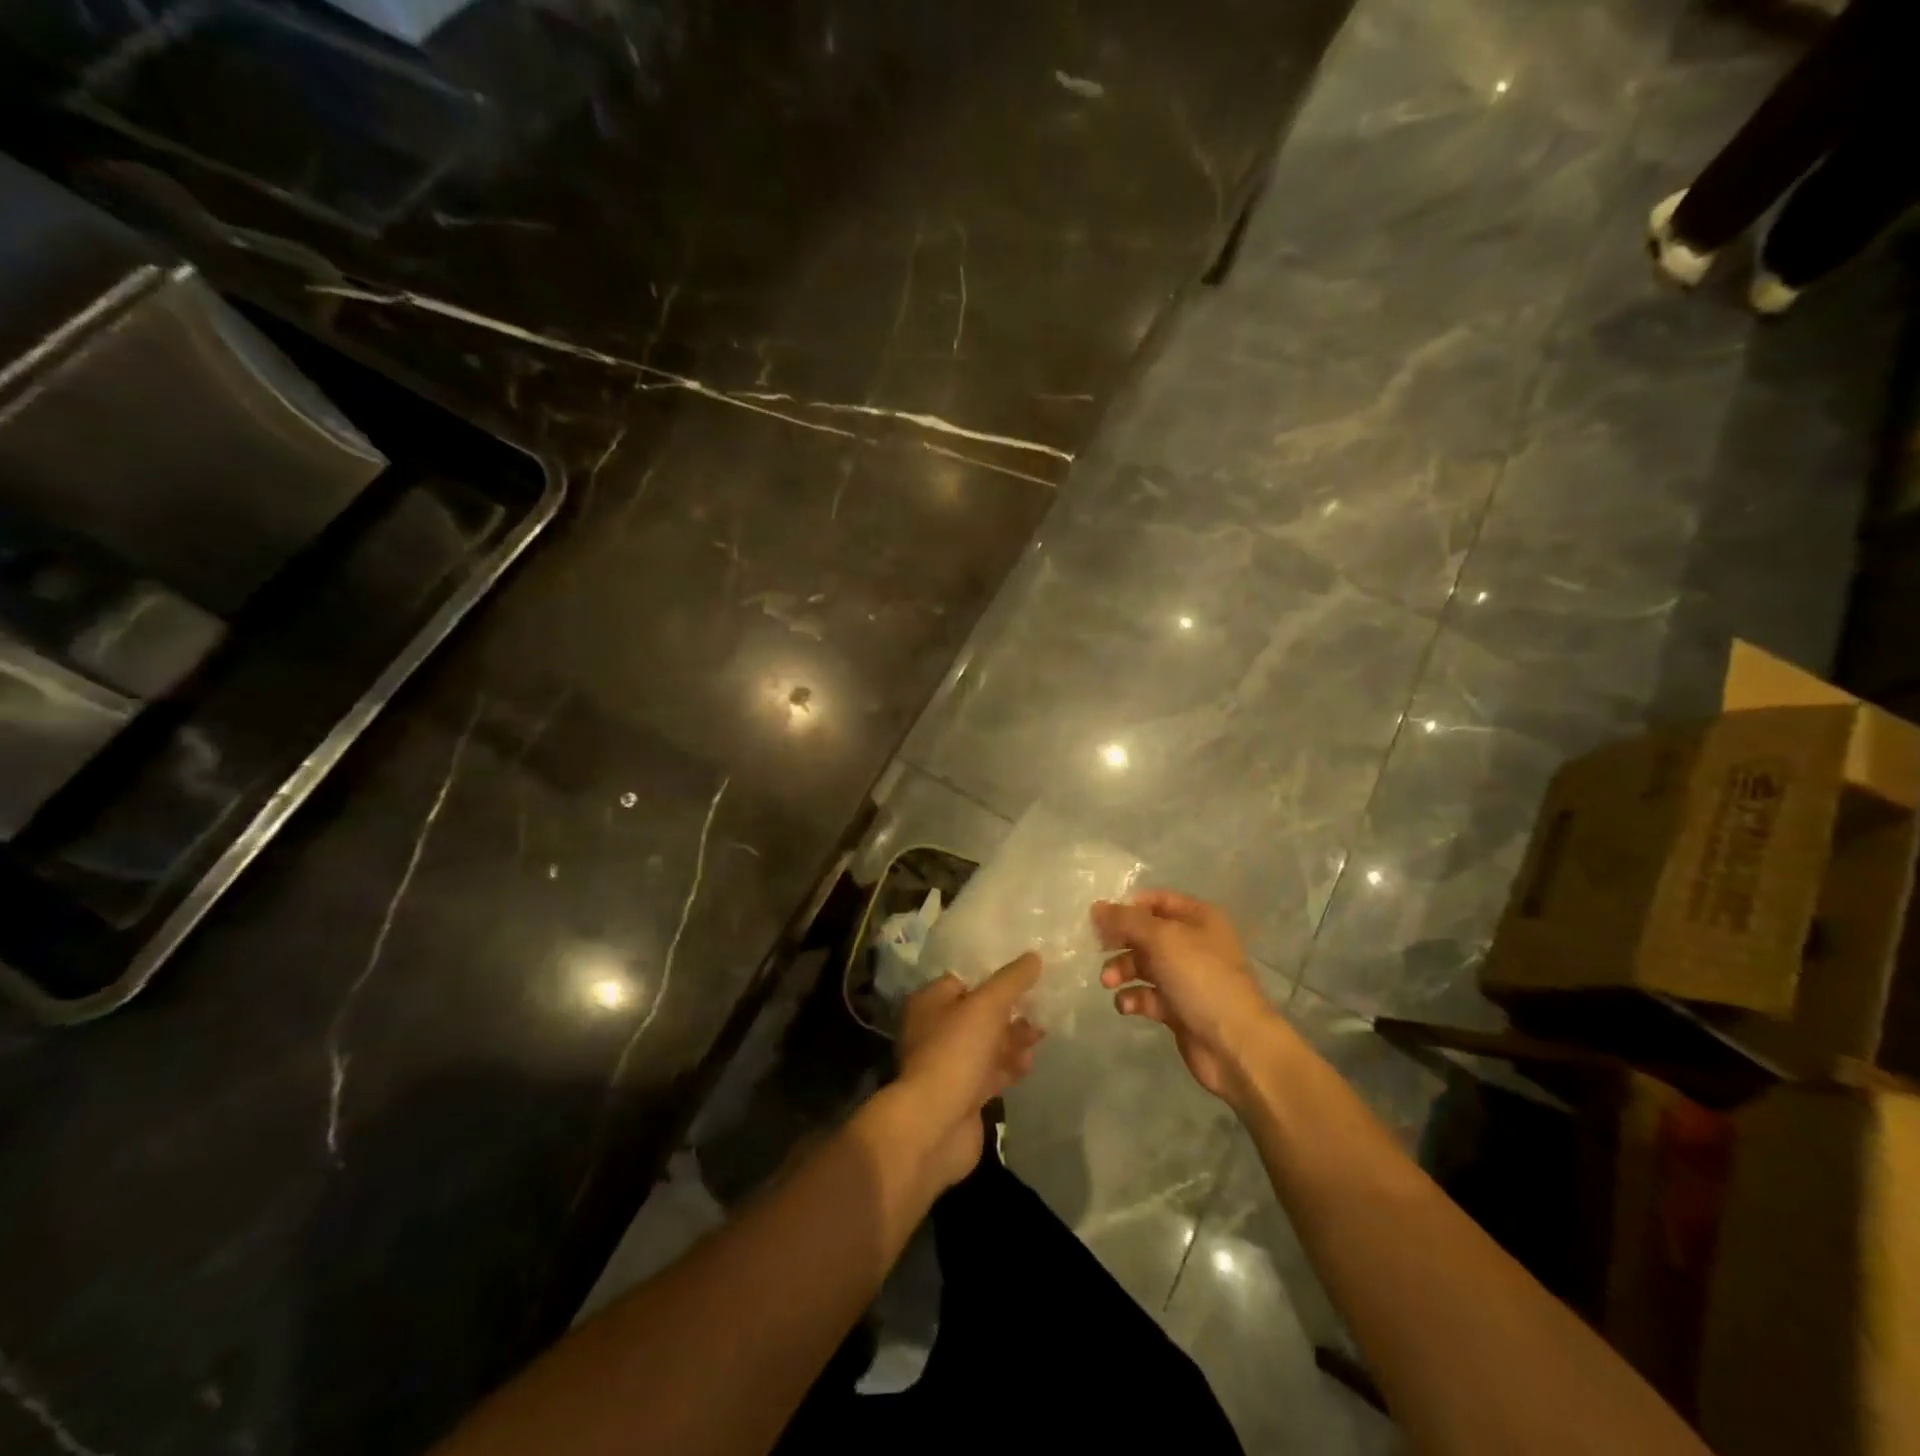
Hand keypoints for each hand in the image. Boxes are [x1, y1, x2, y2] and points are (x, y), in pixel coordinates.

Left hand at [892, 954, 1044, 1187]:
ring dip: (1013, 1038)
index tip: (1025, 973)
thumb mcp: (987, 1006)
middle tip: (1041, 1005)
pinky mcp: (964, 1094)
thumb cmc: (955, 1052)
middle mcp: (935, 1030)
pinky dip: (1010, 1066)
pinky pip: (991, 1072)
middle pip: (978, 1013)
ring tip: (1042, 1033)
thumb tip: (1034, 956)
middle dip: (1010, 1010)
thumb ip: (1012, 980)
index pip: (963, 979)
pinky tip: (1030, 1063)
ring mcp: (949, 1064)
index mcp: (931, 1002)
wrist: (936, 1125)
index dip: (993, 975)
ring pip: (987, 1044)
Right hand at [1094, 891, 1285, 1106]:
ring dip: (1122, 970)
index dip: (1128, 907)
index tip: (1101, 919)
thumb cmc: (1201, 978)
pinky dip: (1134, 998)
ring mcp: (1187, 978)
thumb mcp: (1161, 939)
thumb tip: (1096, 907)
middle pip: (1146, 934)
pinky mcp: (1179, 1009)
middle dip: (1121, 942)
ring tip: (1109, 982)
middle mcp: (1193, 943)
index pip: (1156, 900)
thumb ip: (1126, 920)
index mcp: (1198, 918)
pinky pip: (1148, 995)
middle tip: (1099, 949)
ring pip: (1144, 965)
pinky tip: (1128, 1006)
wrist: (1235, 1044)